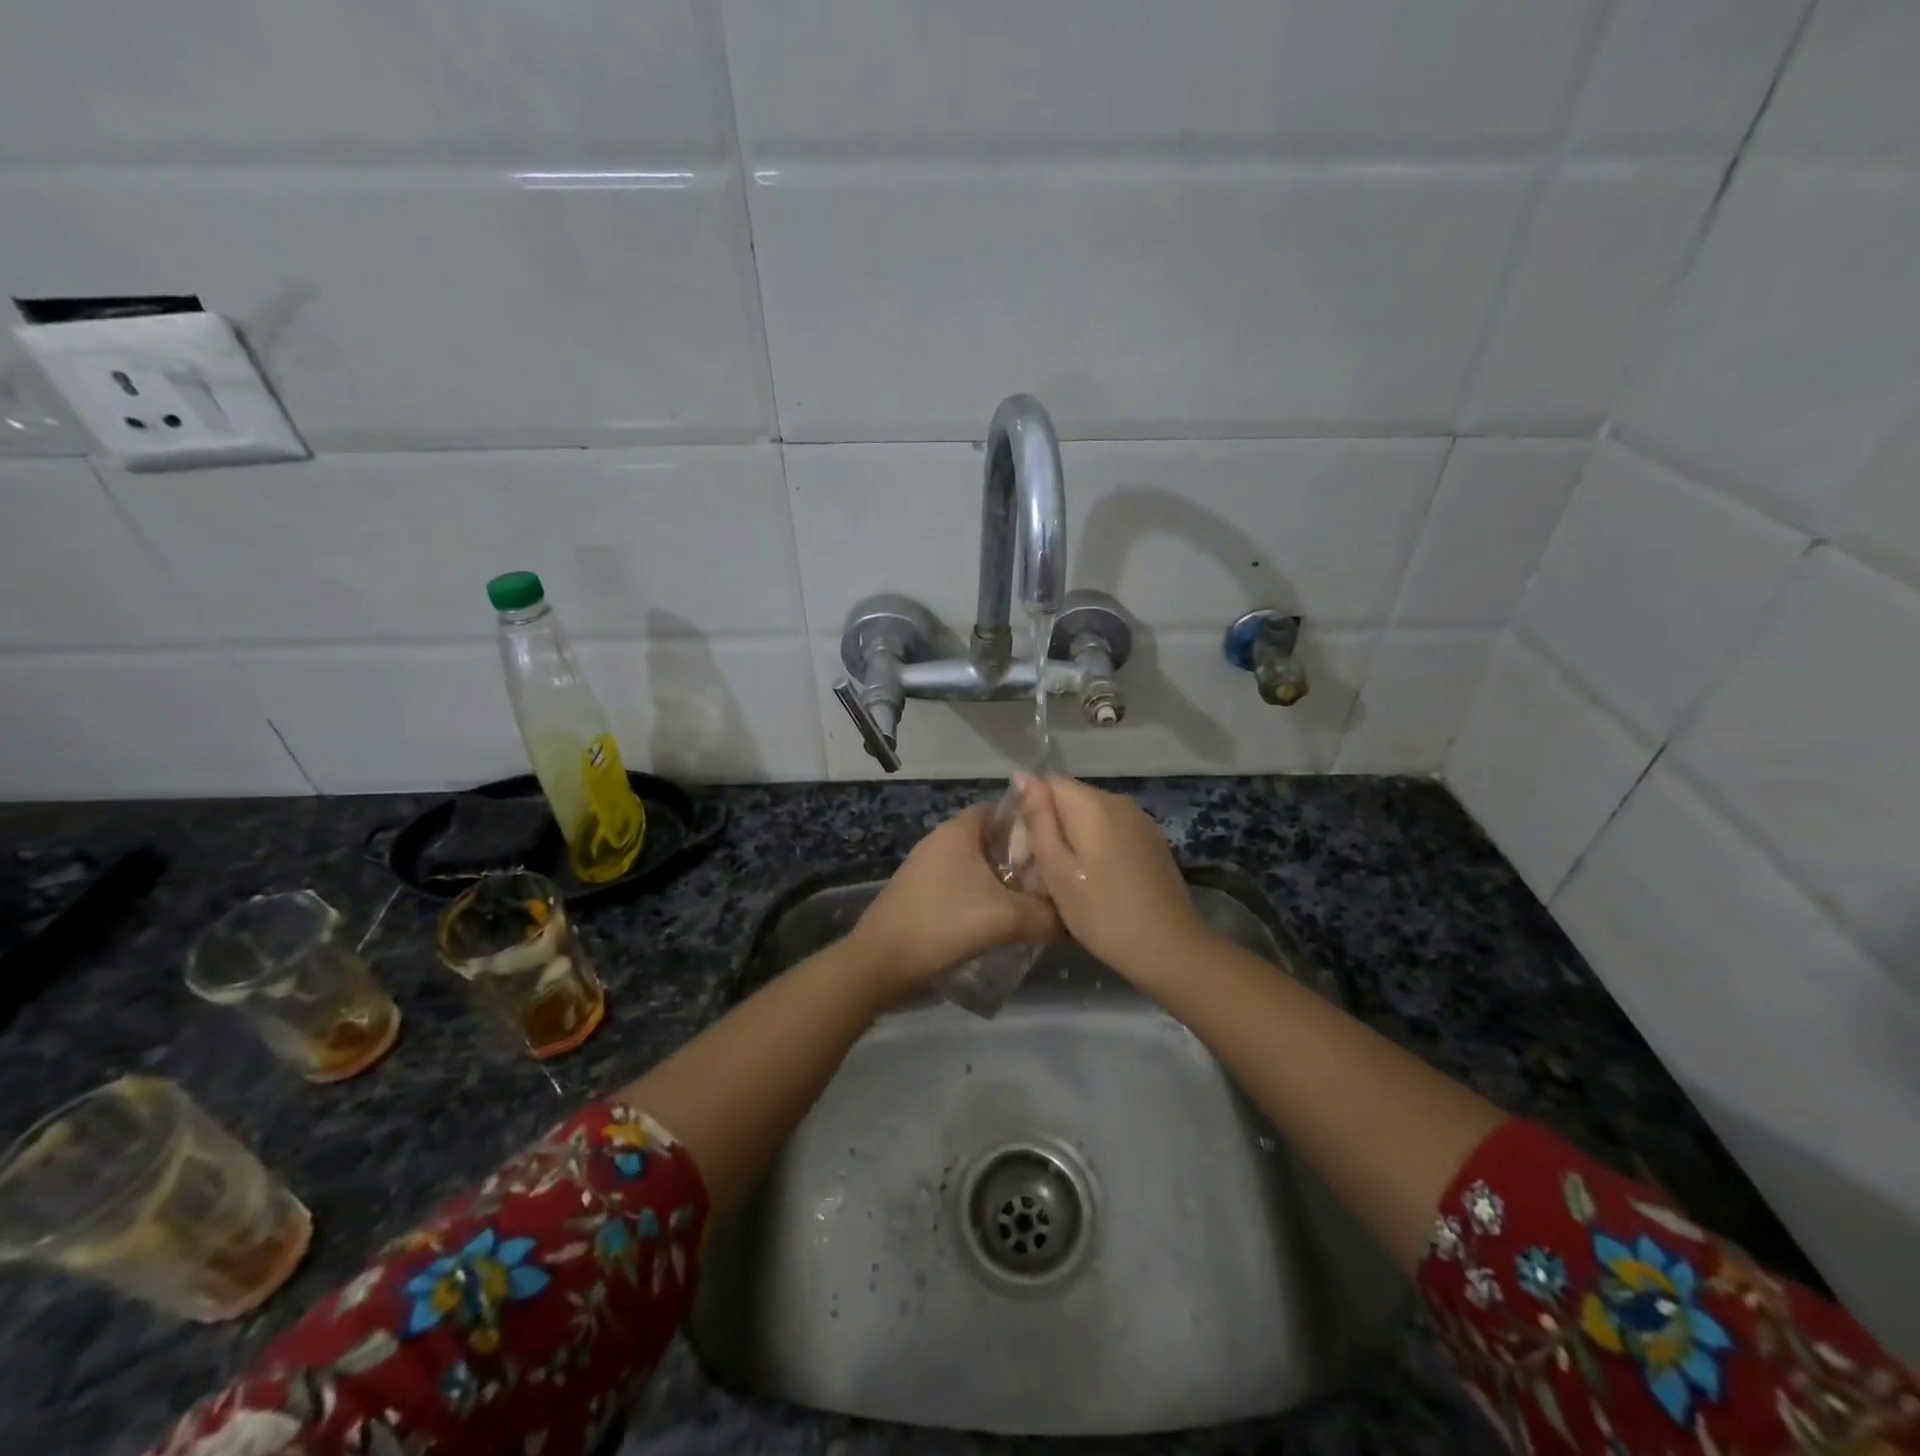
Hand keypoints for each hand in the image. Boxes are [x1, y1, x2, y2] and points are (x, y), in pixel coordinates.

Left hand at [847, 805, 1061, 993]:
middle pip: (993, 840)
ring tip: (1035, 905)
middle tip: (1053, 881)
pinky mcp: (922, 894)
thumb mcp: (1005, 918)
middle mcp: (942, 841)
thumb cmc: (942, 923)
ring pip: (979, 867)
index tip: (1058, 846)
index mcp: (959, 830)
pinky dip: (984, 898)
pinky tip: (1002, 923)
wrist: (880, 963)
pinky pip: (964, 886)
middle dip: (1023, 859)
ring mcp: (928, 868)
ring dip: (1005, 883)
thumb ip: (1046, 916)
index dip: (1032, 824)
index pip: (1003, 810)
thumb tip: (1075, 919)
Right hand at [1012, 773, 1211, 987]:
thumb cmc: (1101, 911)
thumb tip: (1023, 775)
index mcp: (1092, 803)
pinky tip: (1097, 881)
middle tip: (1042, 871)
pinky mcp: (1153, 841)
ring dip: (1075, 839)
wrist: (1168, 948)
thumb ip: (1038, 819)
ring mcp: (1141, 821)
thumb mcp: (1056, 868)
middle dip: (1052, 826)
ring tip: (1067, 879)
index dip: (1031, 810)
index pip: (1048, 783)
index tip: (1026, 848)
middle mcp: (1119, 801)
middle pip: (1071, 799)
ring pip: (1092, 816)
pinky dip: (1097, 847)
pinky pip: (1113, 831)